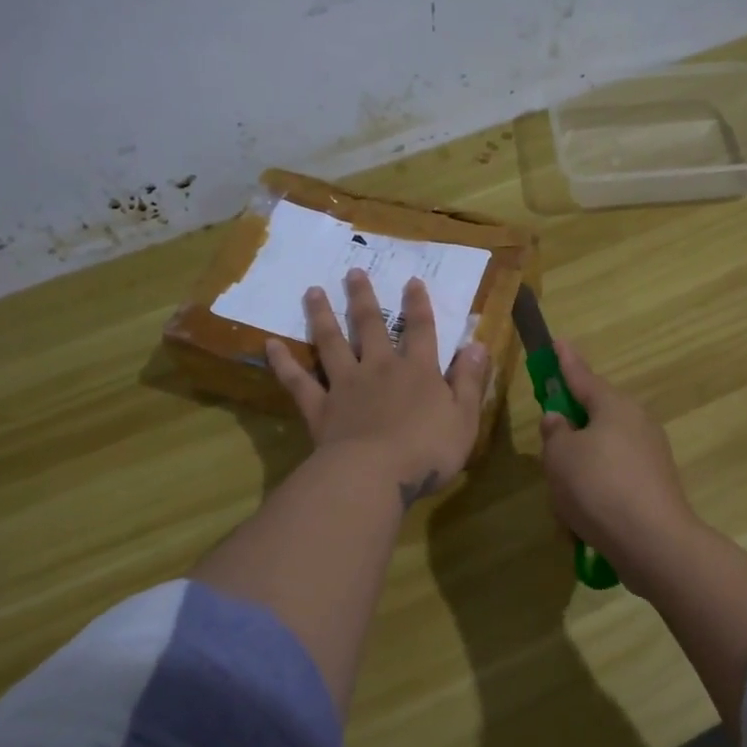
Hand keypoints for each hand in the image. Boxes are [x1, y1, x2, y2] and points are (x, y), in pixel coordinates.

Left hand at [267, 269, 488, 507]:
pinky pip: (297, 380)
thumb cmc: (428, 451)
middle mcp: (379, 368)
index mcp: (418, 371)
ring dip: (322, 316)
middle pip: (370, 327)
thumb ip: (469, 379)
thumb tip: (477, 344)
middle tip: (353, 272)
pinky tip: (269, 344)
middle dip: (363, 298)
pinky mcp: (319, 406)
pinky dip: (283, 362)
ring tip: (312, 291)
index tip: (412, 281)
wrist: (375, 474)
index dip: (418, 305)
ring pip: (331, 343)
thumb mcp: (464, 417)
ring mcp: (345, 385)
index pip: (421, 330)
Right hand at [538, 341, 699, 589]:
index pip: (582, 376)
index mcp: (613, 406)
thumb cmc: (598, 488)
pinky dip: (597, 489)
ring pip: (604, 450)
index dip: (565, 361)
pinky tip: (584, 515)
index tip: (557, 342)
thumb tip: (559, 420)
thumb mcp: (560, 457)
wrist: (653, 542)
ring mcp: (651, 454)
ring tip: (563, 494)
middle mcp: (637, 422)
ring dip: (582, 465)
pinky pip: (616, 477)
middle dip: (572, 427)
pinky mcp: (655, 484)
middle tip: (550, 442)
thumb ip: (554, 433)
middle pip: (596, 414)